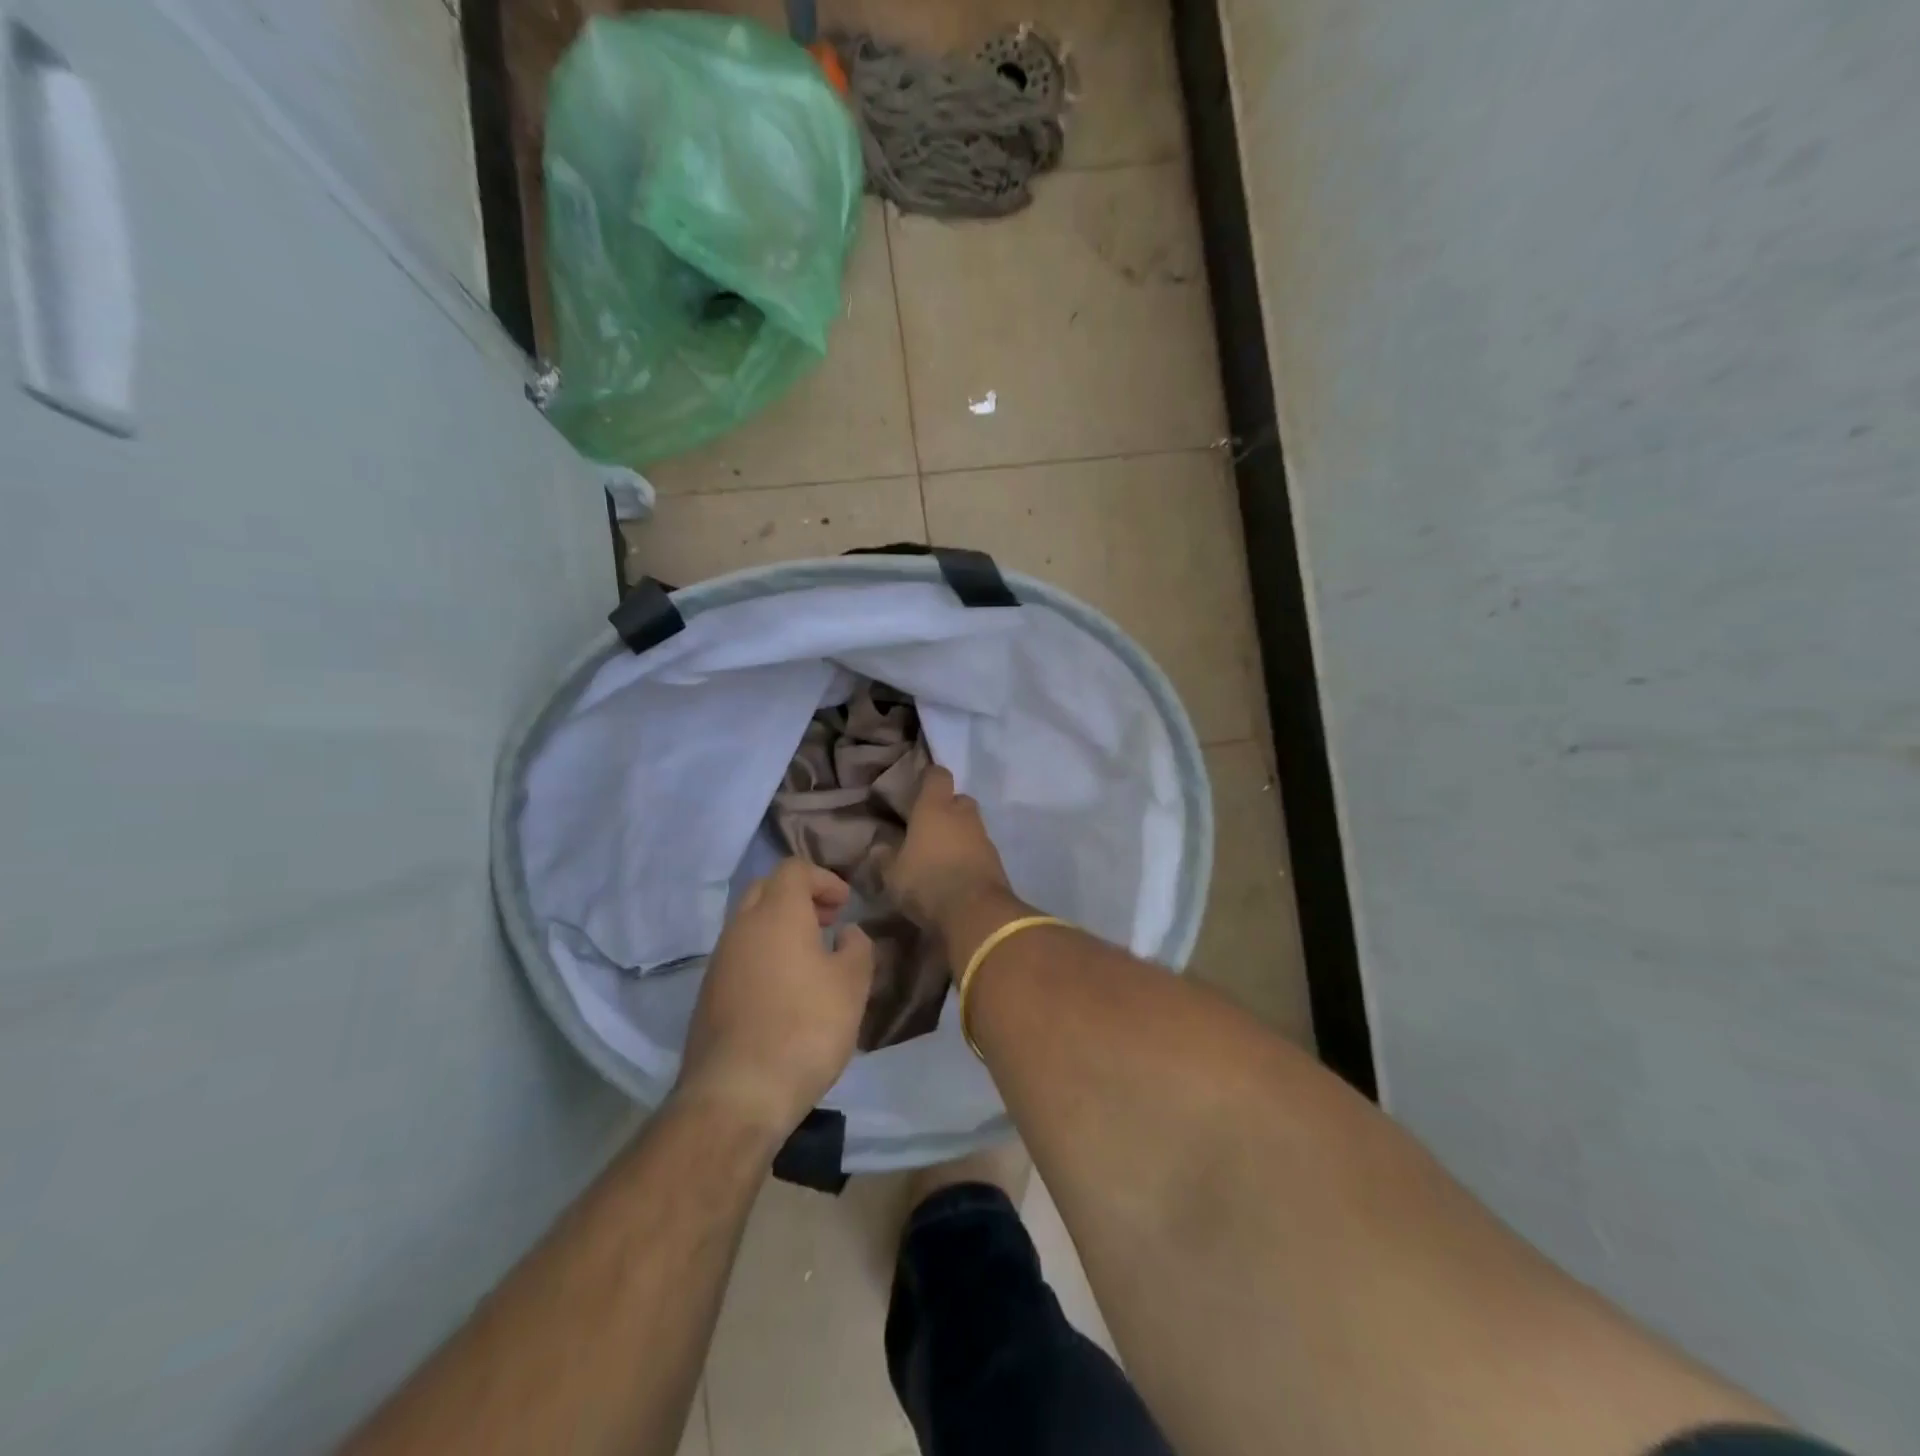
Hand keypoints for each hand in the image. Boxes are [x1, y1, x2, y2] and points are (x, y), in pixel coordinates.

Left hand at [676, 859, 874, 1139]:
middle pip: (766, 890)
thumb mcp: (852, 986)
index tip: (845, 905)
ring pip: (749, 924)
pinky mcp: (708, 995)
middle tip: (827, 922)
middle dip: (799, 897)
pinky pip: (739, 956)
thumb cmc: (805, 1028)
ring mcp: (719, 961)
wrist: (737, 1094)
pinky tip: (785, 991)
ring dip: (780, 928)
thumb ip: (857, 949)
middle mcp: (741, 927)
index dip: (823, 878)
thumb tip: (848, 934)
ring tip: (811, 959)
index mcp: (777, 914)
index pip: (793, 869)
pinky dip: (763, 956)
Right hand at [888, 766, 1014, 933]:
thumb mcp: (893, 874)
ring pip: (970, 825)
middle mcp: (963, 815)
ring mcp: (984, 837)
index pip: (937, 775)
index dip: (928, 778)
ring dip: (958, 834)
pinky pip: (979, 849)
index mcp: (935, 808)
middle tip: (928, 827)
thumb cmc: (927, 882)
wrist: (976, 913)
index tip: (917, 788)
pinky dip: (969, 855)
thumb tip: (879, 846)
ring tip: (940, 855)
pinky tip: (955, 873)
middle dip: (946, 808)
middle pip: (958, 799)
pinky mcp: (996, 861)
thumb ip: (885, 857)